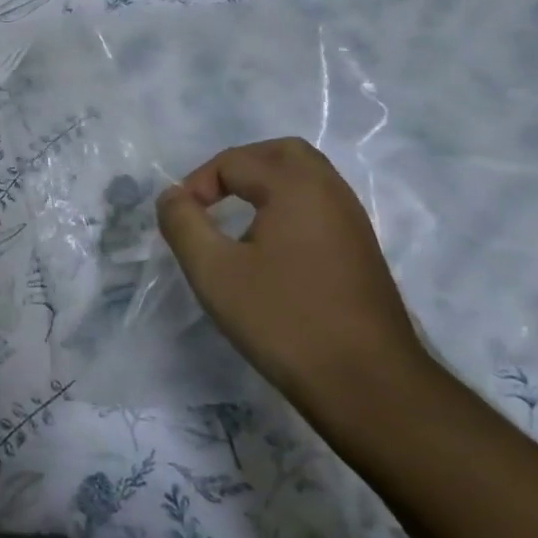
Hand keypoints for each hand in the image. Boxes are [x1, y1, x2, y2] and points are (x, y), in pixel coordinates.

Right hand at [155, 138, 429, 421]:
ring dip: (263, 186)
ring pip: (305, 179)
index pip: (235, 162)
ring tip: (232, 219)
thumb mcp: (213, 270)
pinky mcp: (360, 252)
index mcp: (297, 187)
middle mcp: (331, 193)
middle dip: (238, 166)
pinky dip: (285, 208)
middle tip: (209, 197)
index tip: (180, 220)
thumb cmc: (283, 319)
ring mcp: (352, 223)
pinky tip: (265, 247)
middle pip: (282, 153)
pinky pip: (317, 206)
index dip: (197, 184)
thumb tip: (171, 197)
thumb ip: (182, 224)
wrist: (366, 384)